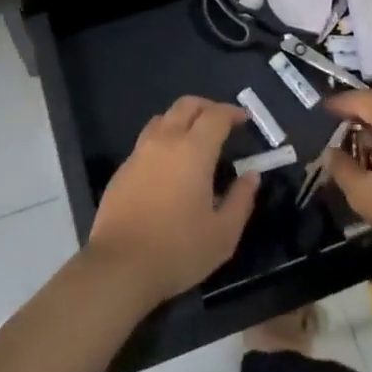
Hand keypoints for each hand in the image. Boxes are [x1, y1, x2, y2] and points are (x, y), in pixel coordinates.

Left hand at [85, 96, 259, 305]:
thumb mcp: (223, 234)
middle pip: (186, 105)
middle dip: (207, 106)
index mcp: (193, 150)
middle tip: (221, 121)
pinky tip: (169, 165)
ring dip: (182, 119)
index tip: (243, 120)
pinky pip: (146, 140)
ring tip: (194, 139)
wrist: (120, 266)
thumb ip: (241, 199)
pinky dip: (163, 140)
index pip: (215, 115)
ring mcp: (139, 152)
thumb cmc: (178, 250)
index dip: (232, 112)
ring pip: (163, 118)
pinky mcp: (122, 169)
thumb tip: (251, 175)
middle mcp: (165, 141)